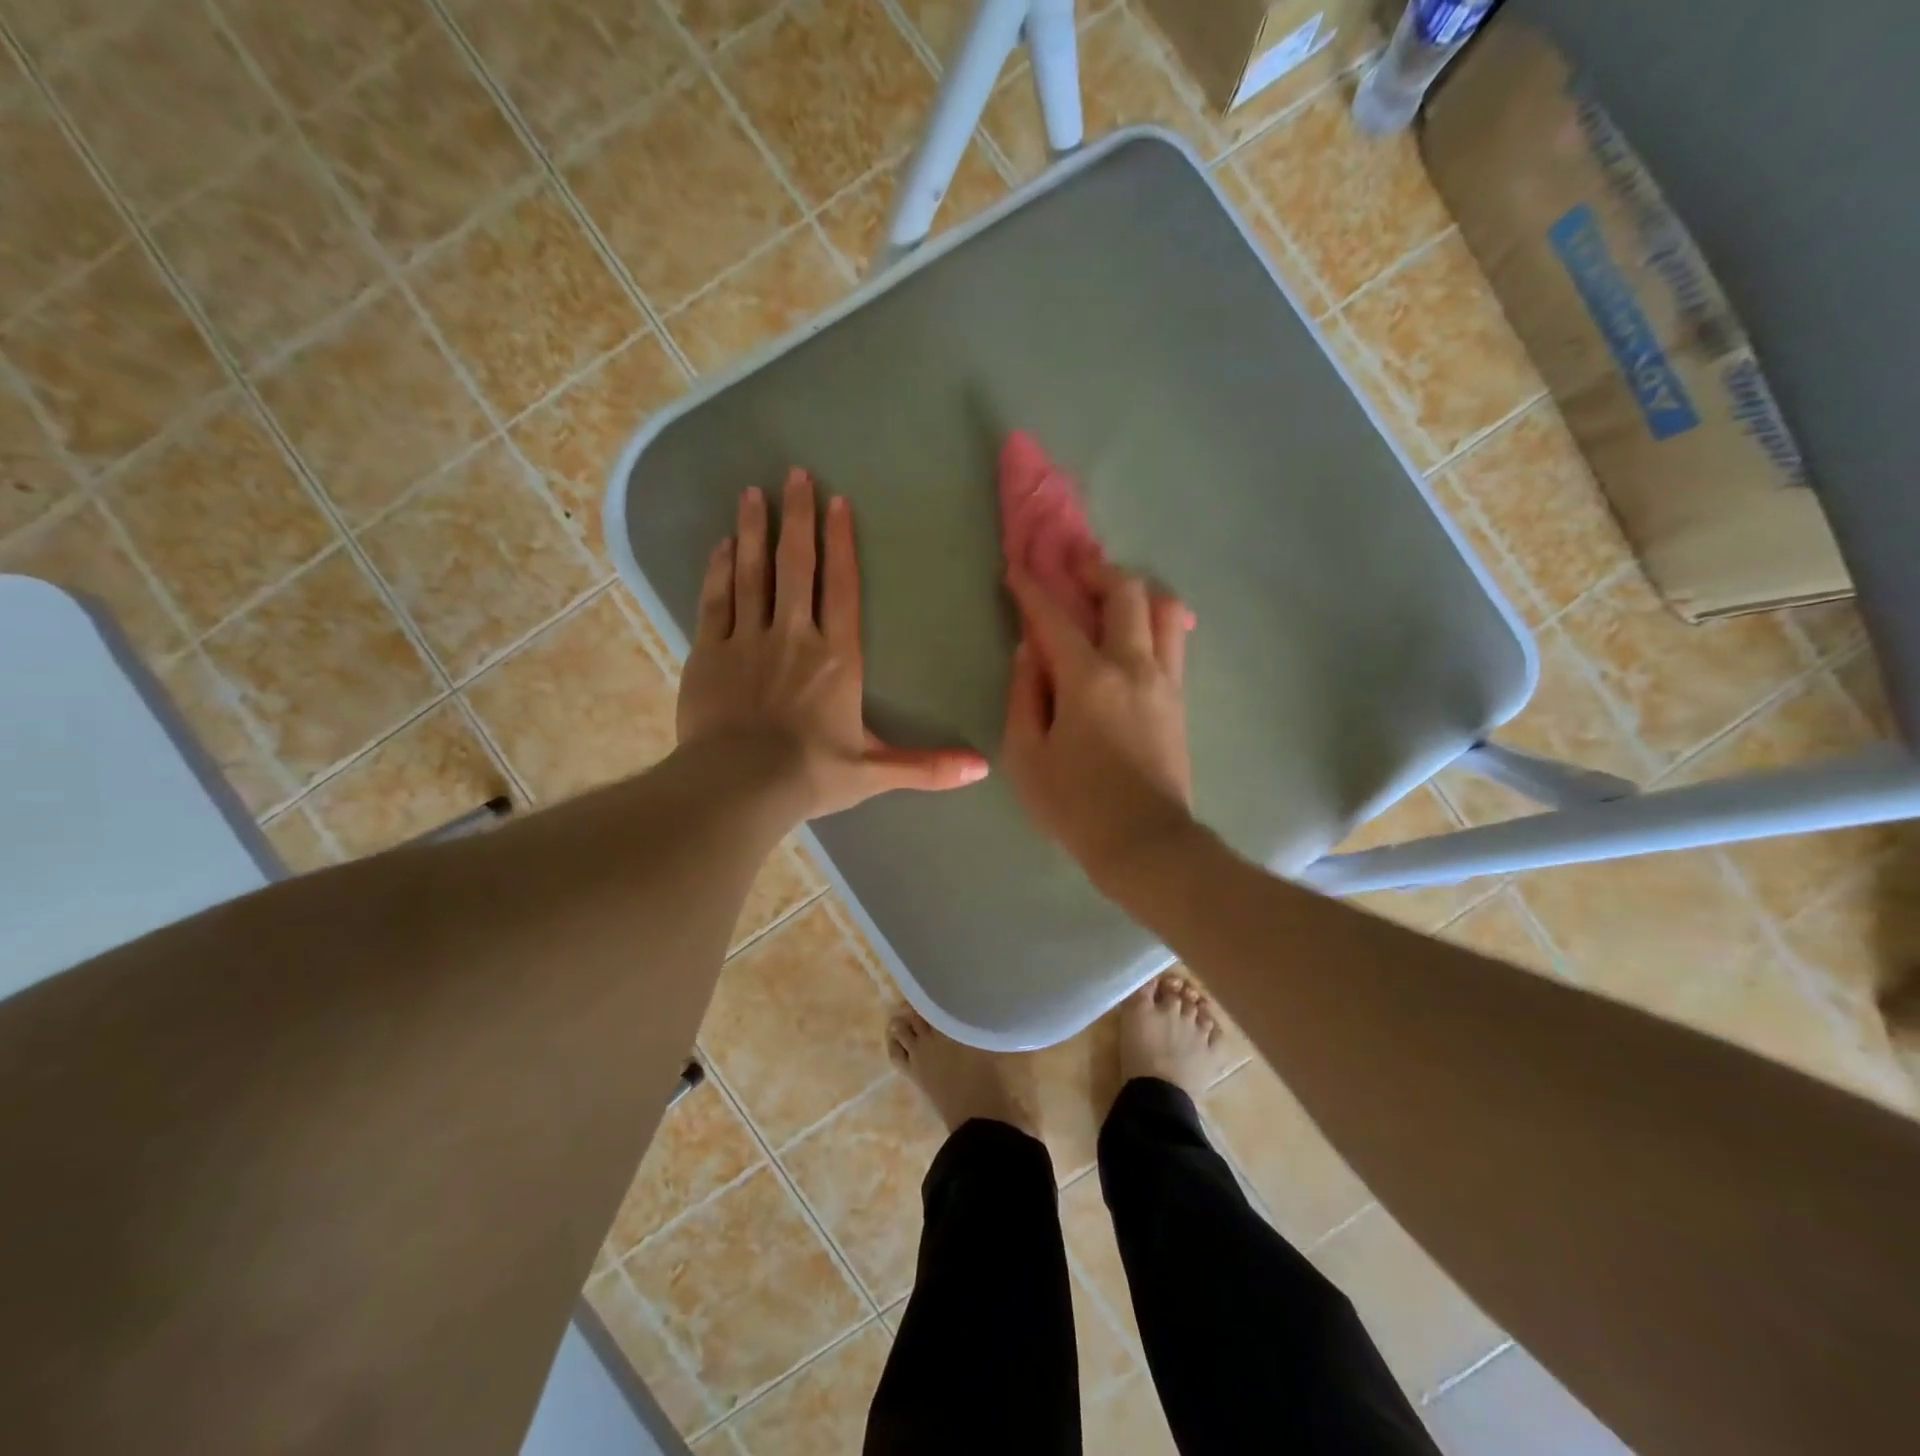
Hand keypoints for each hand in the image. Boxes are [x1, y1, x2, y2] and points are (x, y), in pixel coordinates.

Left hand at [676, 469, 989, 819]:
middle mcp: (794, 636)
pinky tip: (722, 546)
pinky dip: (719, 571)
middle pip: (796, 566)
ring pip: (753, 574)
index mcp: (837, 658)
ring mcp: (747, 641)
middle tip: (793, 475)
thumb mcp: (876, 772)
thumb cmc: (812, 775)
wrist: (740, 786)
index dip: (841, 543)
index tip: (837, 502)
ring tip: (752, 493)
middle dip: (797, 517)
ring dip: (753, 532)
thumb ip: (928, 766)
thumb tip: (983, 769)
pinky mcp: (709, 654)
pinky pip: (716, 601)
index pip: (842, 589)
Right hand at [1002, 561, 1196, 881]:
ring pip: (1165, 610)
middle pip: (1127, 593)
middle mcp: (1133, 666)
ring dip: (1137, 593)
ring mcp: (1164, 681)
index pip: (1055, 618)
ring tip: (1112, 601)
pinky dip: (1154, 623)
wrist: (1144, 843)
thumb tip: (1030, 654)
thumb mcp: (1027, 756)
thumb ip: (1024, 696)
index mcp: (1088, 679)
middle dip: (1098, 571)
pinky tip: (1134, 636)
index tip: (1017, 569)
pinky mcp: (1179, 700)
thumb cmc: (1075, 805)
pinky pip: (1173, 642)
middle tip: (1075, 571)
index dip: (1032, 589)